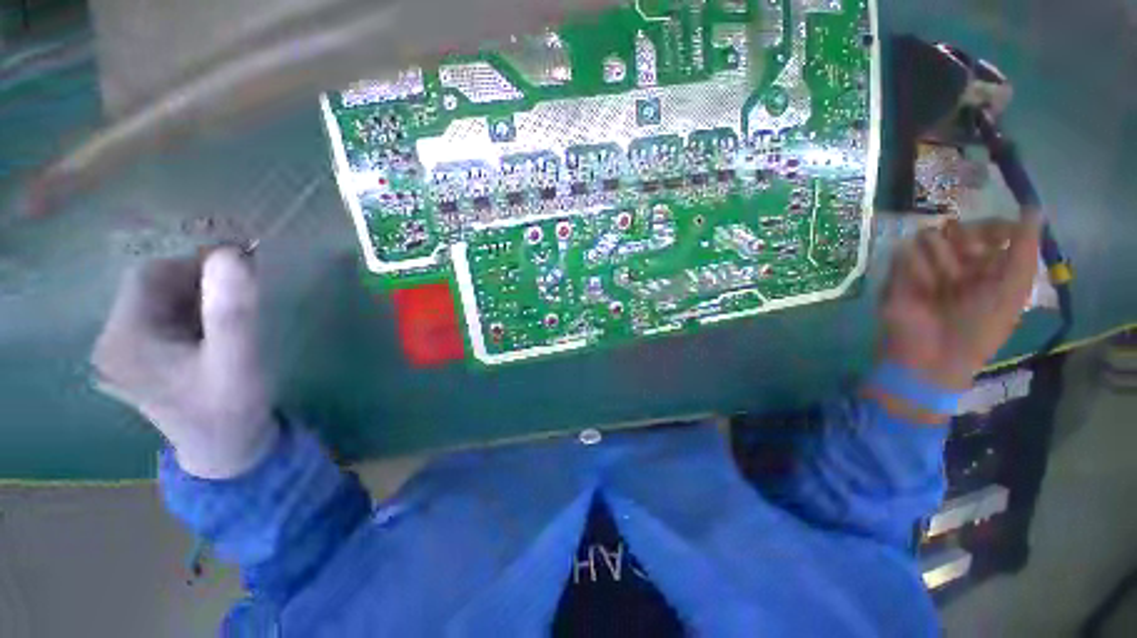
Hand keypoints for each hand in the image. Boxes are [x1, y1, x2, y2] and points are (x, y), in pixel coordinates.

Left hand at [92, 248, 277, 478]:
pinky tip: (209, 335)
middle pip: (150, 288)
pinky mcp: (134, 360)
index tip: (240, 273)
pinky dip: (188, 315)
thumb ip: (233, 311)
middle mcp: (108, 343)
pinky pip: (158, 319)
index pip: (151, 277)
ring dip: (194, 300)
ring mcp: (118, 353)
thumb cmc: (233, 406)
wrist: (226, 446)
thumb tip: (233, 254)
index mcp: (123, 341)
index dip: (195, 267)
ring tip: (224, 324)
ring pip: (156, 302)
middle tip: (237, 301)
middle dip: (196, 286)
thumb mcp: (239, 359)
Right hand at [880, 210, 1042, 390]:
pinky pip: (903, 254)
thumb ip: (1023, 249)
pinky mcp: (897, 274)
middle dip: (960, 246)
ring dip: (936, 261)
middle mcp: (957, 262)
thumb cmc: (980, 327)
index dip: (992, 228)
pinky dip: (913, 269)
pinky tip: (918, 288)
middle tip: (961, 270)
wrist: (932, 354)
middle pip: (957, 228)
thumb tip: (1033, 207)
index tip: (992, 239)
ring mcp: (925, 268)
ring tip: (938, 285)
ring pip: (929, 237)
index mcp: (988, 266)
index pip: (990, 229)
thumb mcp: (1012, 290)